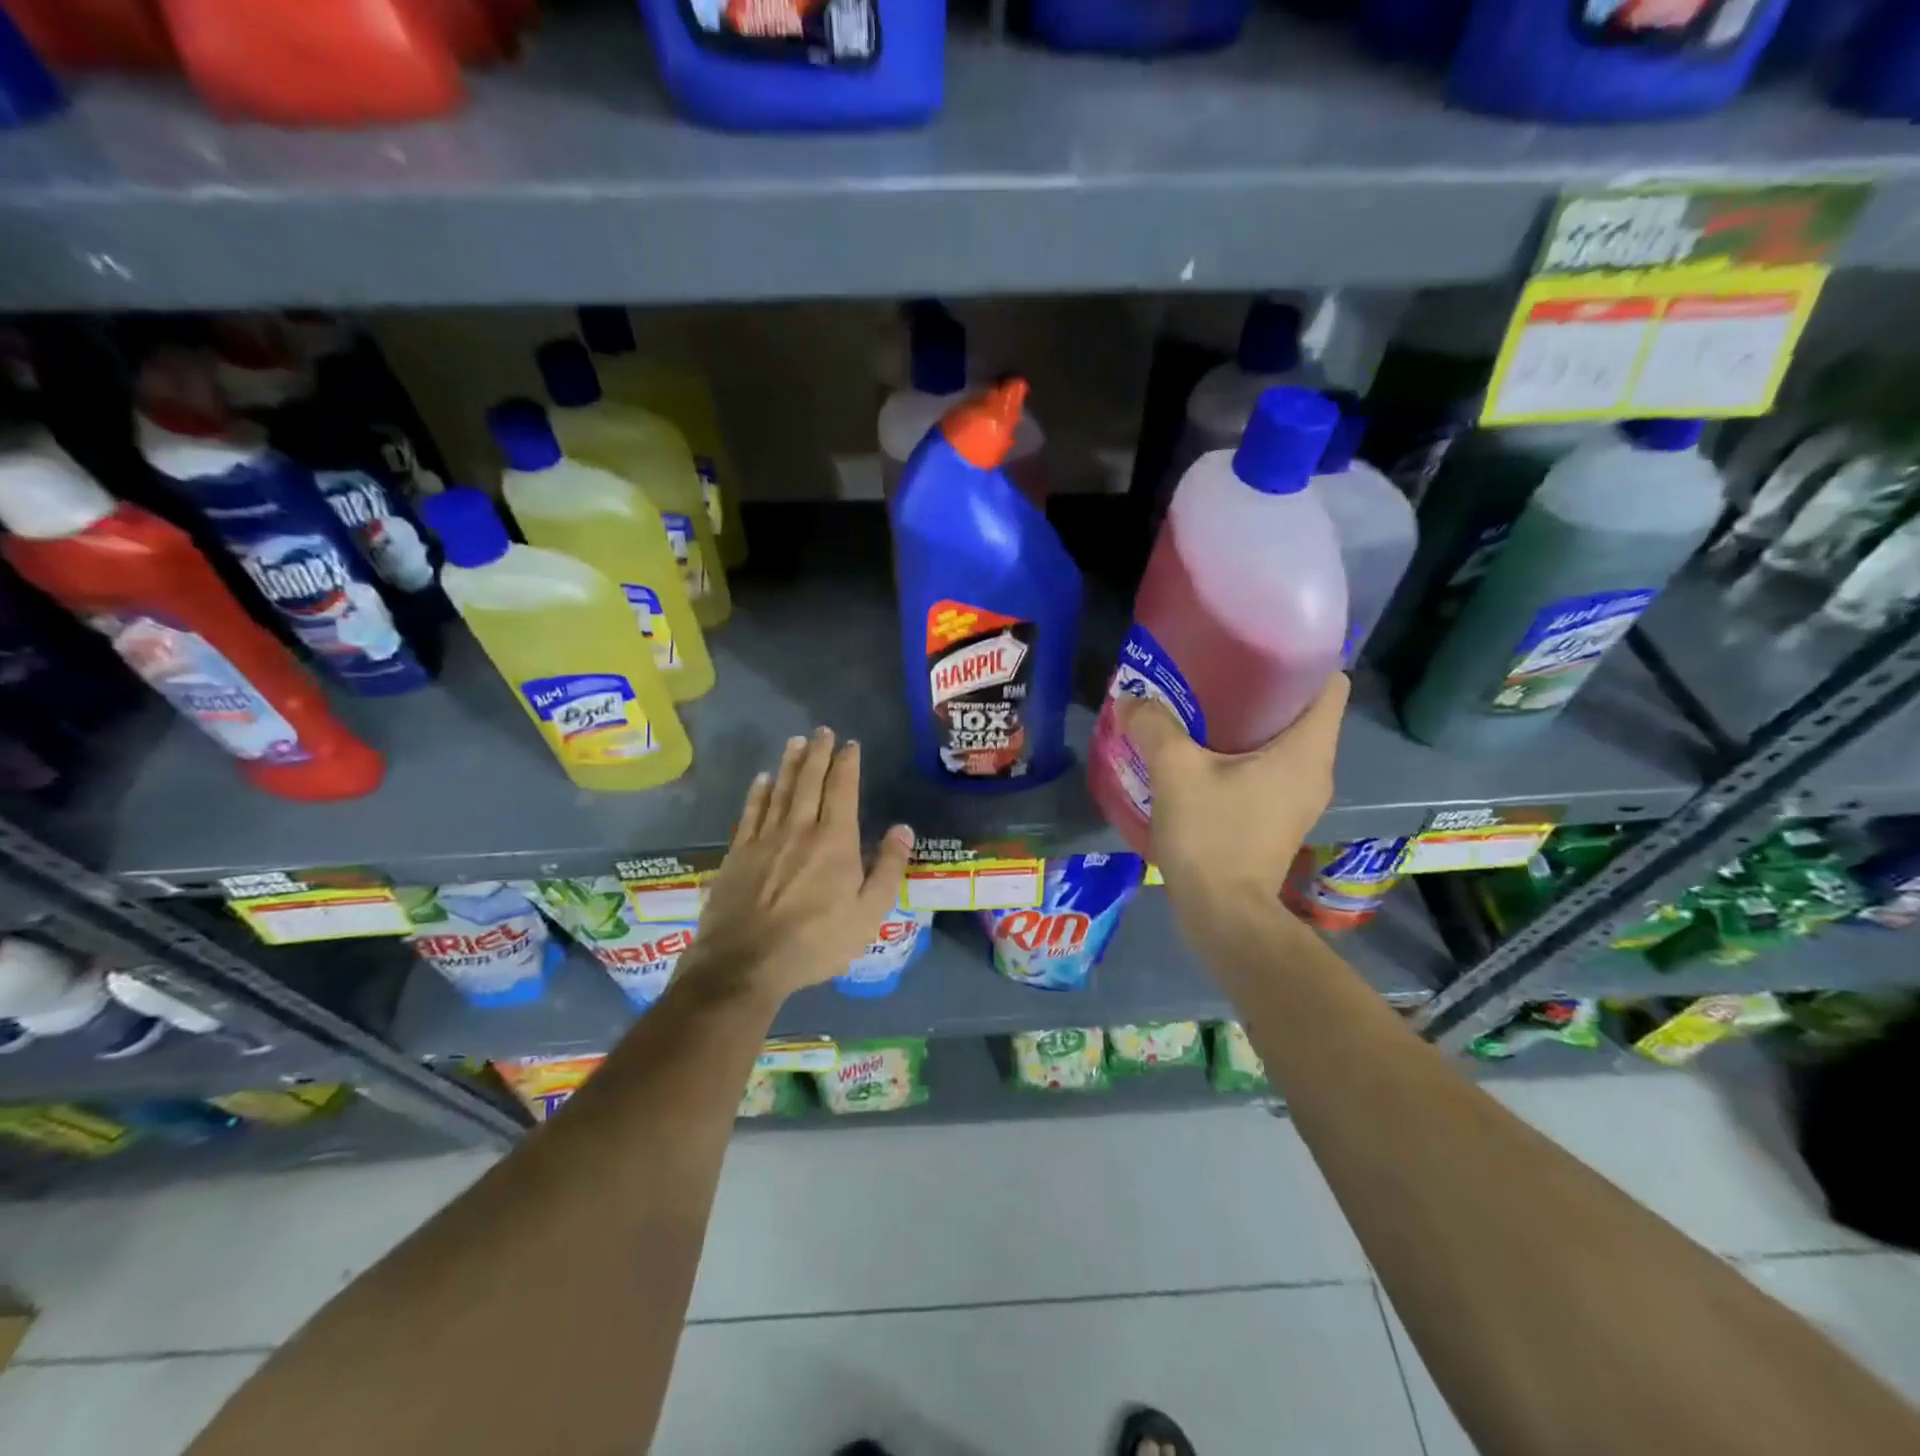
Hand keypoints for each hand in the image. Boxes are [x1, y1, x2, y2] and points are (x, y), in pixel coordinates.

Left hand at [676, 727, 914, 1006]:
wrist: (745, 963)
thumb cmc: (816, 941)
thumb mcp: (868, 914)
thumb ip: (888, 869)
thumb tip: (903, 828)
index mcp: (835, 841)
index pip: (843, 790)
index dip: (847, 764)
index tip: (850, 745)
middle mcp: (799, 829)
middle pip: (809, 781)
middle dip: (818, 753)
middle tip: (822, 731)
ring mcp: (764, 839)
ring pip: (780, 790)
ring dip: (790, 764)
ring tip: (796, 742)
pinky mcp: (738, 854)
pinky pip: (750, 812)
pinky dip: (758, 792)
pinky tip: (762, 779)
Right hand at [1116, 675, 1349, 918]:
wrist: (1223, 913)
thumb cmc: (1212, 836)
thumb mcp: (1176, 772)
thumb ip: (1154, 726)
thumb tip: (1131, 698)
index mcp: (1307, 750)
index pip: (1331, 683)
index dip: (1303, 658)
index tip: (1261, 646)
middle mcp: (1315, 769)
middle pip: (1305, 709)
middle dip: (1265, 686)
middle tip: (1218, 672)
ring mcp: (1300, 798)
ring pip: (1286, 741)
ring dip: (1251, 722)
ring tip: (1205, 707)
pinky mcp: (1280, 818)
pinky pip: (1271, 768)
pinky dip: (1245, 753)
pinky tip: (1204, 753)